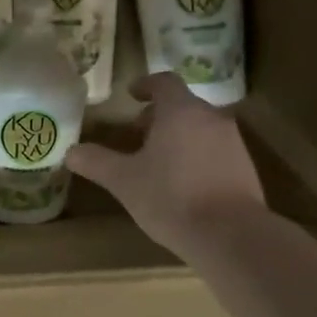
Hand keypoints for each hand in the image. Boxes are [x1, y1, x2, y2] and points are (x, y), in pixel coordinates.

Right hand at [67, 72, 266, 257]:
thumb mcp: (124, 181)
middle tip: (138, 134)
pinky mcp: (245, 167)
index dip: (146, 85)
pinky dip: (196, 155)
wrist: (230, 234)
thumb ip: (96, 162)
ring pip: (200, 128)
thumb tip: (71, 152)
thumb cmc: (171, 198)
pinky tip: (183, 184)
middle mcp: (210, 118)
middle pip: (183, 106)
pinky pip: (214, 150)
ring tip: (158, 162)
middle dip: (158, 116)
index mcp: (180, 111)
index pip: (164, 82)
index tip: (131, 95)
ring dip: (178, 136)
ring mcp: (232, 142)